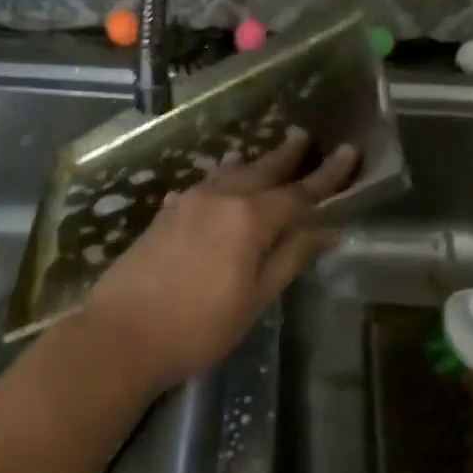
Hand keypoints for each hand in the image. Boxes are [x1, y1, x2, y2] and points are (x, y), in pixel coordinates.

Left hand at [80, 128, 357, 393]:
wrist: (121, 335)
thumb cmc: (200, 325)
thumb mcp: (256, 297)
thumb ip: (292, 257)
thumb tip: (328, 228)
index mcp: (250, 217)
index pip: (300, 192)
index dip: (328, 176)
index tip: (350, 152)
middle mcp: (220, 198)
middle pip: (262, 171)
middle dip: (287, 157)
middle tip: (306, 137)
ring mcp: (187, 203)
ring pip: (229, 174)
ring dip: (252, 164)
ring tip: (266, 156)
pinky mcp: (164, 215)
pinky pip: (202, 187)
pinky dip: (220, 182)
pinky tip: (218, 186)